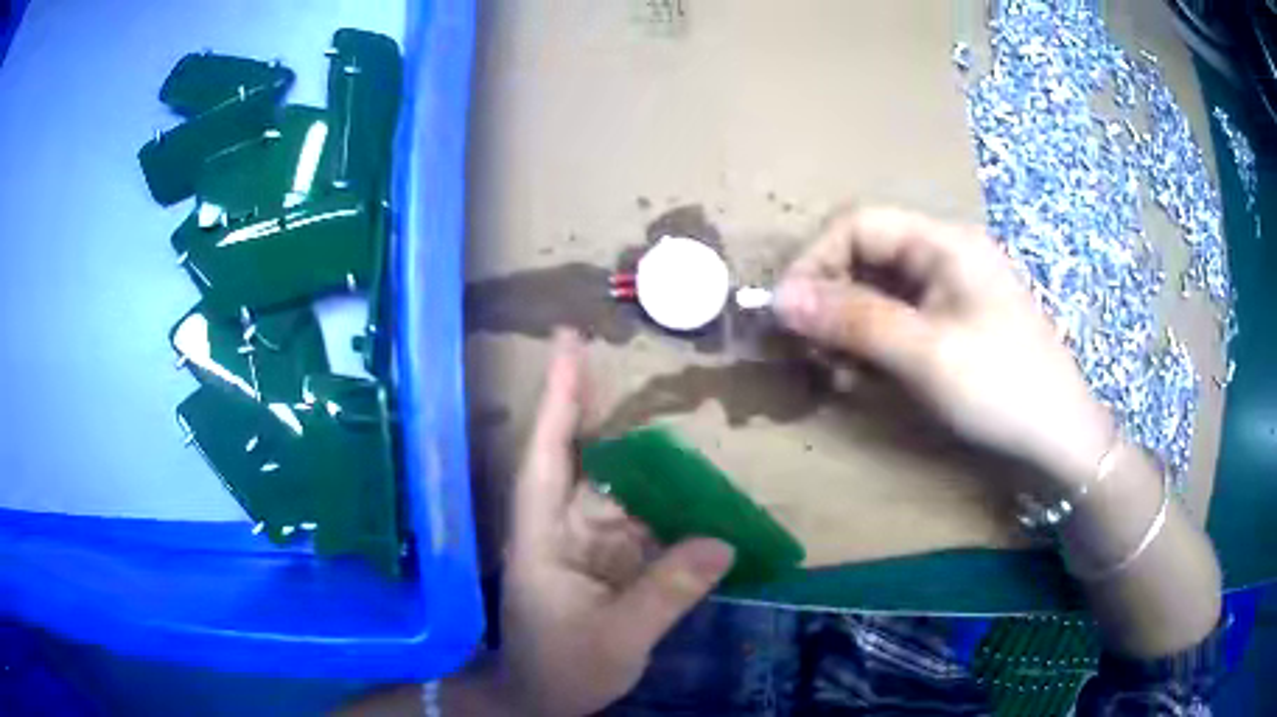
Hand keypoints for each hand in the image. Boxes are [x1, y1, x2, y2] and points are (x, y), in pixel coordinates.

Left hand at [488, 329, 735, 715]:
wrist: (539, 699)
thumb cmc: (560, 669)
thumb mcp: (617, 638)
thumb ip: (667, 591)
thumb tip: (724, 542)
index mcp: (543, 534)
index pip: (547, 451)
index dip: (559, 394)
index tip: (569, 339)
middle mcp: (560, 525)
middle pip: (584, 453)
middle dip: (604, 404)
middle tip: (639, 357)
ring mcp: (583, 541)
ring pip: (618, 486)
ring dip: (649, 458)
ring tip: (689, 421)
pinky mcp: (604, 560)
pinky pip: (638, 520)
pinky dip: (666, 504)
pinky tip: (698, 492)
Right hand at [774, 207, 1113, 490]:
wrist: (1061, 443)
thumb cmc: (1002, 388)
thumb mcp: (926, 354)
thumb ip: (853, 320)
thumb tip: (778, 298)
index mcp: (945, 241)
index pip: (859, 225)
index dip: (816, 260)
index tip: (786, 312)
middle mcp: (945, 256)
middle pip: (867, 257)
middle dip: (831, 299)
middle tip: (807, 349)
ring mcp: (951, 293)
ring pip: (879, 292)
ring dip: (849, 327)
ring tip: (835, 371)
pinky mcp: (953, 326)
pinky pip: (899, 321)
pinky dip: (874, 346)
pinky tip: (865, 377)